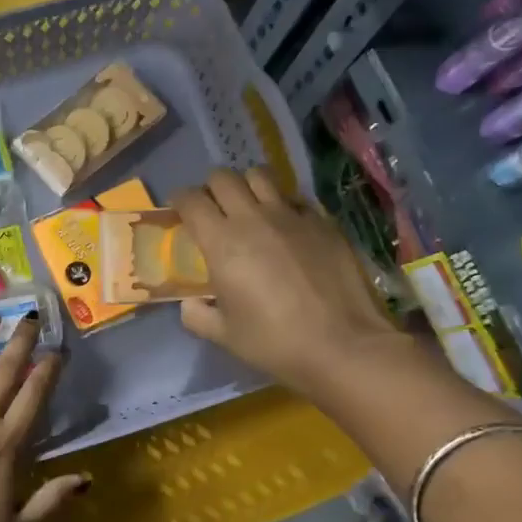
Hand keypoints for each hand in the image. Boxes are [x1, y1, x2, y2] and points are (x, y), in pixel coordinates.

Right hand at [174, 168, 409, 398]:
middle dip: (211, 188)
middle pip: (223, 178)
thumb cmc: (275, 342)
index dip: (179, 200)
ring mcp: (292, 215)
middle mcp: (253, 218)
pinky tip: (285, 225)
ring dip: (247, 186)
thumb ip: (197, 315)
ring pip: (260, 176)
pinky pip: (294, 197)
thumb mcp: (224, 336)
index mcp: (222, 243)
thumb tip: (190, 303)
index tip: (178, 210)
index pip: (191, 201)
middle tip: (212, 208)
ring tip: (248, 206)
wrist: (343, 345)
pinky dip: (282, 203)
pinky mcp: (322, 221)